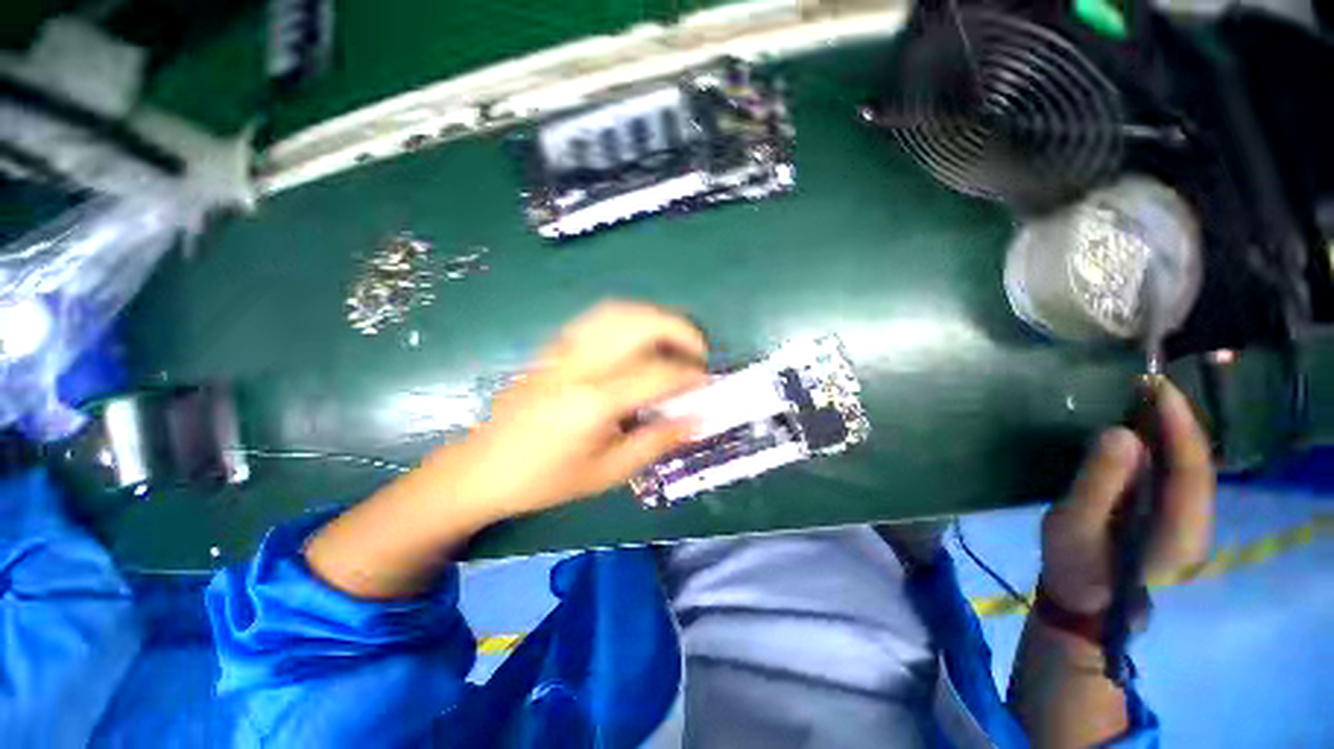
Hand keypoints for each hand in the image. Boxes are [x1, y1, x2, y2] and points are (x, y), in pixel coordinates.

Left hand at [445, 300, 707, 520]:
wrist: (481, 468)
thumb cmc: (545, 479)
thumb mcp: (607, 473)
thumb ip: (656, 442)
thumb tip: (696, 420)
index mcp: (593, 401)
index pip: (657, 373)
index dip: (690, 376)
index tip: (709, 384)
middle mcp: (580, 364)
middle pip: (640, 323)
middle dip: (681, 331)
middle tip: (698, 353)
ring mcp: (563, 349)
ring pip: (619, 311)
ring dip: (656, 318)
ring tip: (674, 341)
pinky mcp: (554, 347)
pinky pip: (598, 317)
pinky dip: (629, 318)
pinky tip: (639, 338)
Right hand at [1040, 379, 1214, 613]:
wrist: (1083, 603)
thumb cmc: (1074, 566)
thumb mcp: (1074, 525)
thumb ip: (1098, 482)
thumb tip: (1120, 433)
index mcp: (1180, 531)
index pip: (1191, 467)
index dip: (1177, 423)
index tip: (1155, 385)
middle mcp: (1198, 524)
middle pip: (1198, 463)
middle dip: (1177, 419)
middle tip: (1147, 383)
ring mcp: (1189, 523)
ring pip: (1191, 467)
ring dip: (1172, 430)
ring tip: (1145, 398)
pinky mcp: (1174, 519)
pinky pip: (1178, 475)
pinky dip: (1165, 446)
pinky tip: (1145, 430)